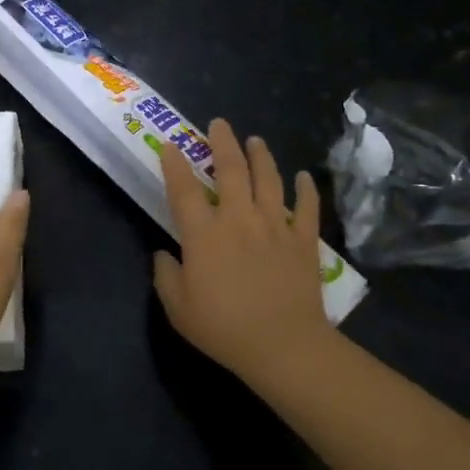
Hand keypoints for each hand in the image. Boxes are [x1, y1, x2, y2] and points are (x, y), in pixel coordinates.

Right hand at [153, 120, 334, 378]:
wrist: (282, 345)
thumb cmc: (224, 329)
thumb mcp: (178, 309)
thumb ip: (166, 276)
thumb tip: (164, 254)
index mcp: (204, 234)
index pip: (184, 189)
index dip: (174, 164)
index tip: (170, 145)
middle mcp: (238, 219)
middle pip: (230, 169)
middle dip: (222, 142)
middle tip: (219, 124)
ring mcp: (274, 225)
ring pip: (268, 178)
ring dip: (261, 155)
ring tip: (255, 140)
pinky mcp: (303, 240)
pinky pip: (306, 207)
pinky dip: (305, 189)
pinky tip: (303, 176)